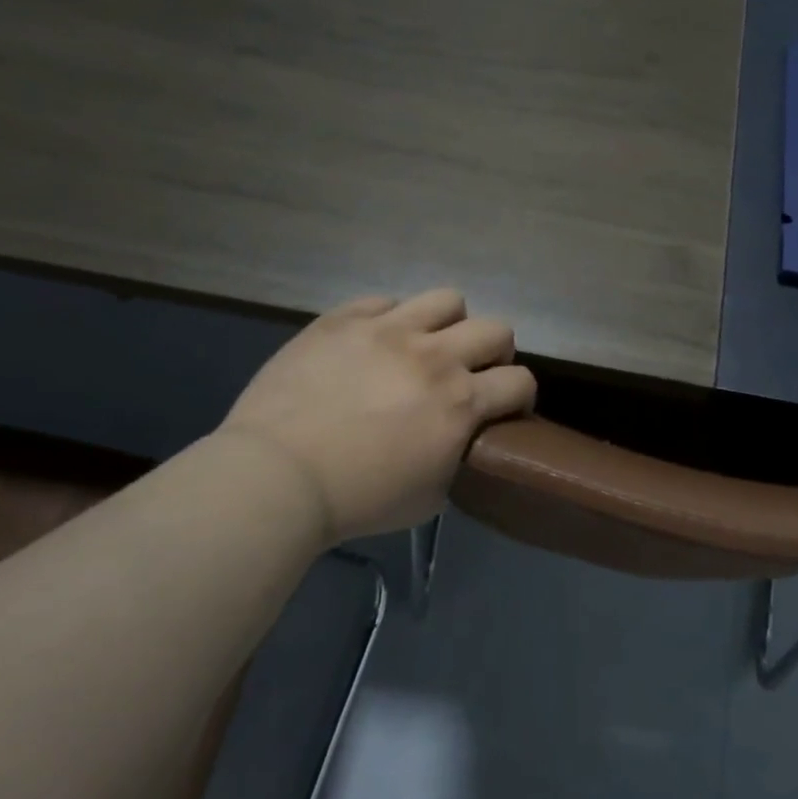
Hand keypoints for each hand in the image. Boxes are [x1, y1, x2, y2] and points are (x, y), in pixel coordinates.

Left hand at [216, 290, 535, 544]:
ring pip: (447, 300)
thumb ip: (457, 457)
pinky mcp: (343, 320)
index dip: (520, 395)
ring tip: (426, 347)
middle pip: (496, 329)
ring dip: (448, 325)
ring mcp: (386, 330)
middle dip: (495, 352)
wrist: (277, 477)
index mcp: (460, 402)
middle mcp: (434, 356)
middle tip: (471, 374)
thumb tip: (460, 439)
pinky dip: (390, 320)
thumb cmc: (358, 499)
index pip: (520, 381)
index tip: (505, 408)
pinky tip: (374, 344)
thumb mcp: (430, 496)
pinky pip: (383, 301)